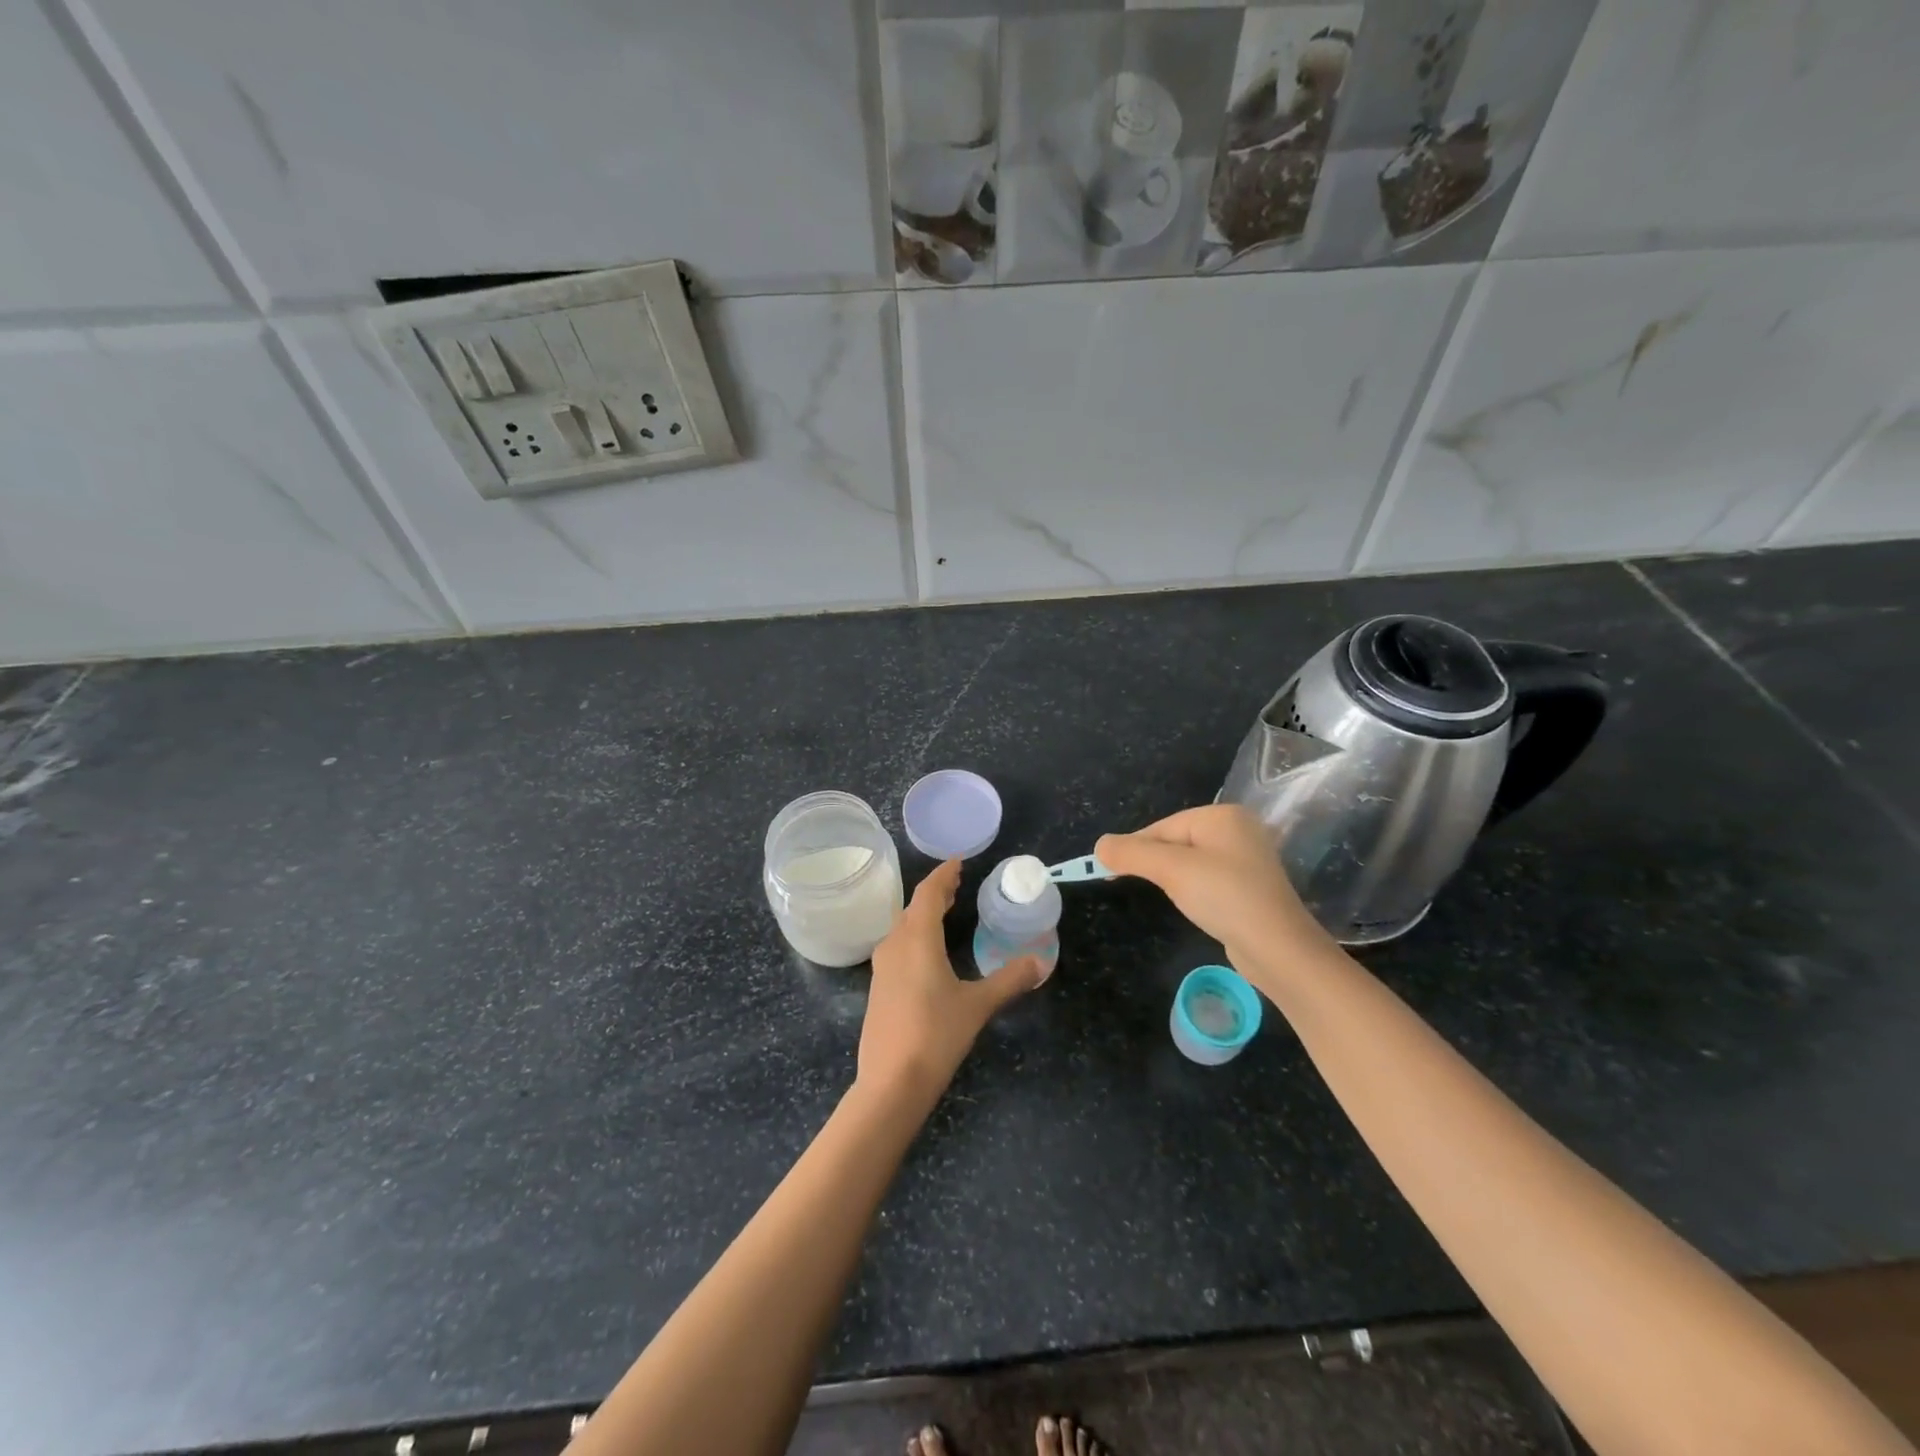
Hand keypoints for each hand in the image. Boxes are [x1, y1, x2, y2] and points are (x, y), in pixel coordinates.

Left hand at [858, 859, 1042, 1101]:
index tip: (958, 863)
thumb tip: (1041, 960)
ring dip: (923, 915)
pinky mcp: (878, 988)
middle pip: (913, 908)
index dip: (943, 876)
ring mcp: (882, 967)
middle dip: (935, 894)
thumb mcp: (978, 1005)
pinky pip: (898, 946)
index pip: (928, 894)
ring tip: (945, 912)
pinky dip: (915, 935)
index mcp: (917, 939)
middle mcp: (894, 945)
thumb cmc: (936, 1035)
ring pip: (902, 928)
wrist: (890, 1083)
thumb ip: (1009, 979)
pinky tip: (928, 952)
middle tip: (957, 885)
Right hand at [1097, 804, 1334, 981]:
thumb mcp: (1172, 870)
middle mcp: (1237, 830)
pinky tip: (1190, 904)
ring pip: (1190, 861)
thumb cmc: (1224, 897)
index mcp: (1222, 816)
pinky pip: (1207, 878)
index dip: (1133, 848)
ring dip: (1170, 877)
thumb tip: (1099, 845)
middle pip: (1175, 841)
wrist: (1278, 949)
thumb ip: (1132, 853)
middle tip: (1126, 884)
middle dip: (1152, 862)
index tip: (1107, 871)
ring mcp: (1246, 858)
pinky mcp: (1249, 886)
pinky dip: (1191, 889)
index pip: (1162, 826)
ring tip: (1162, 895)